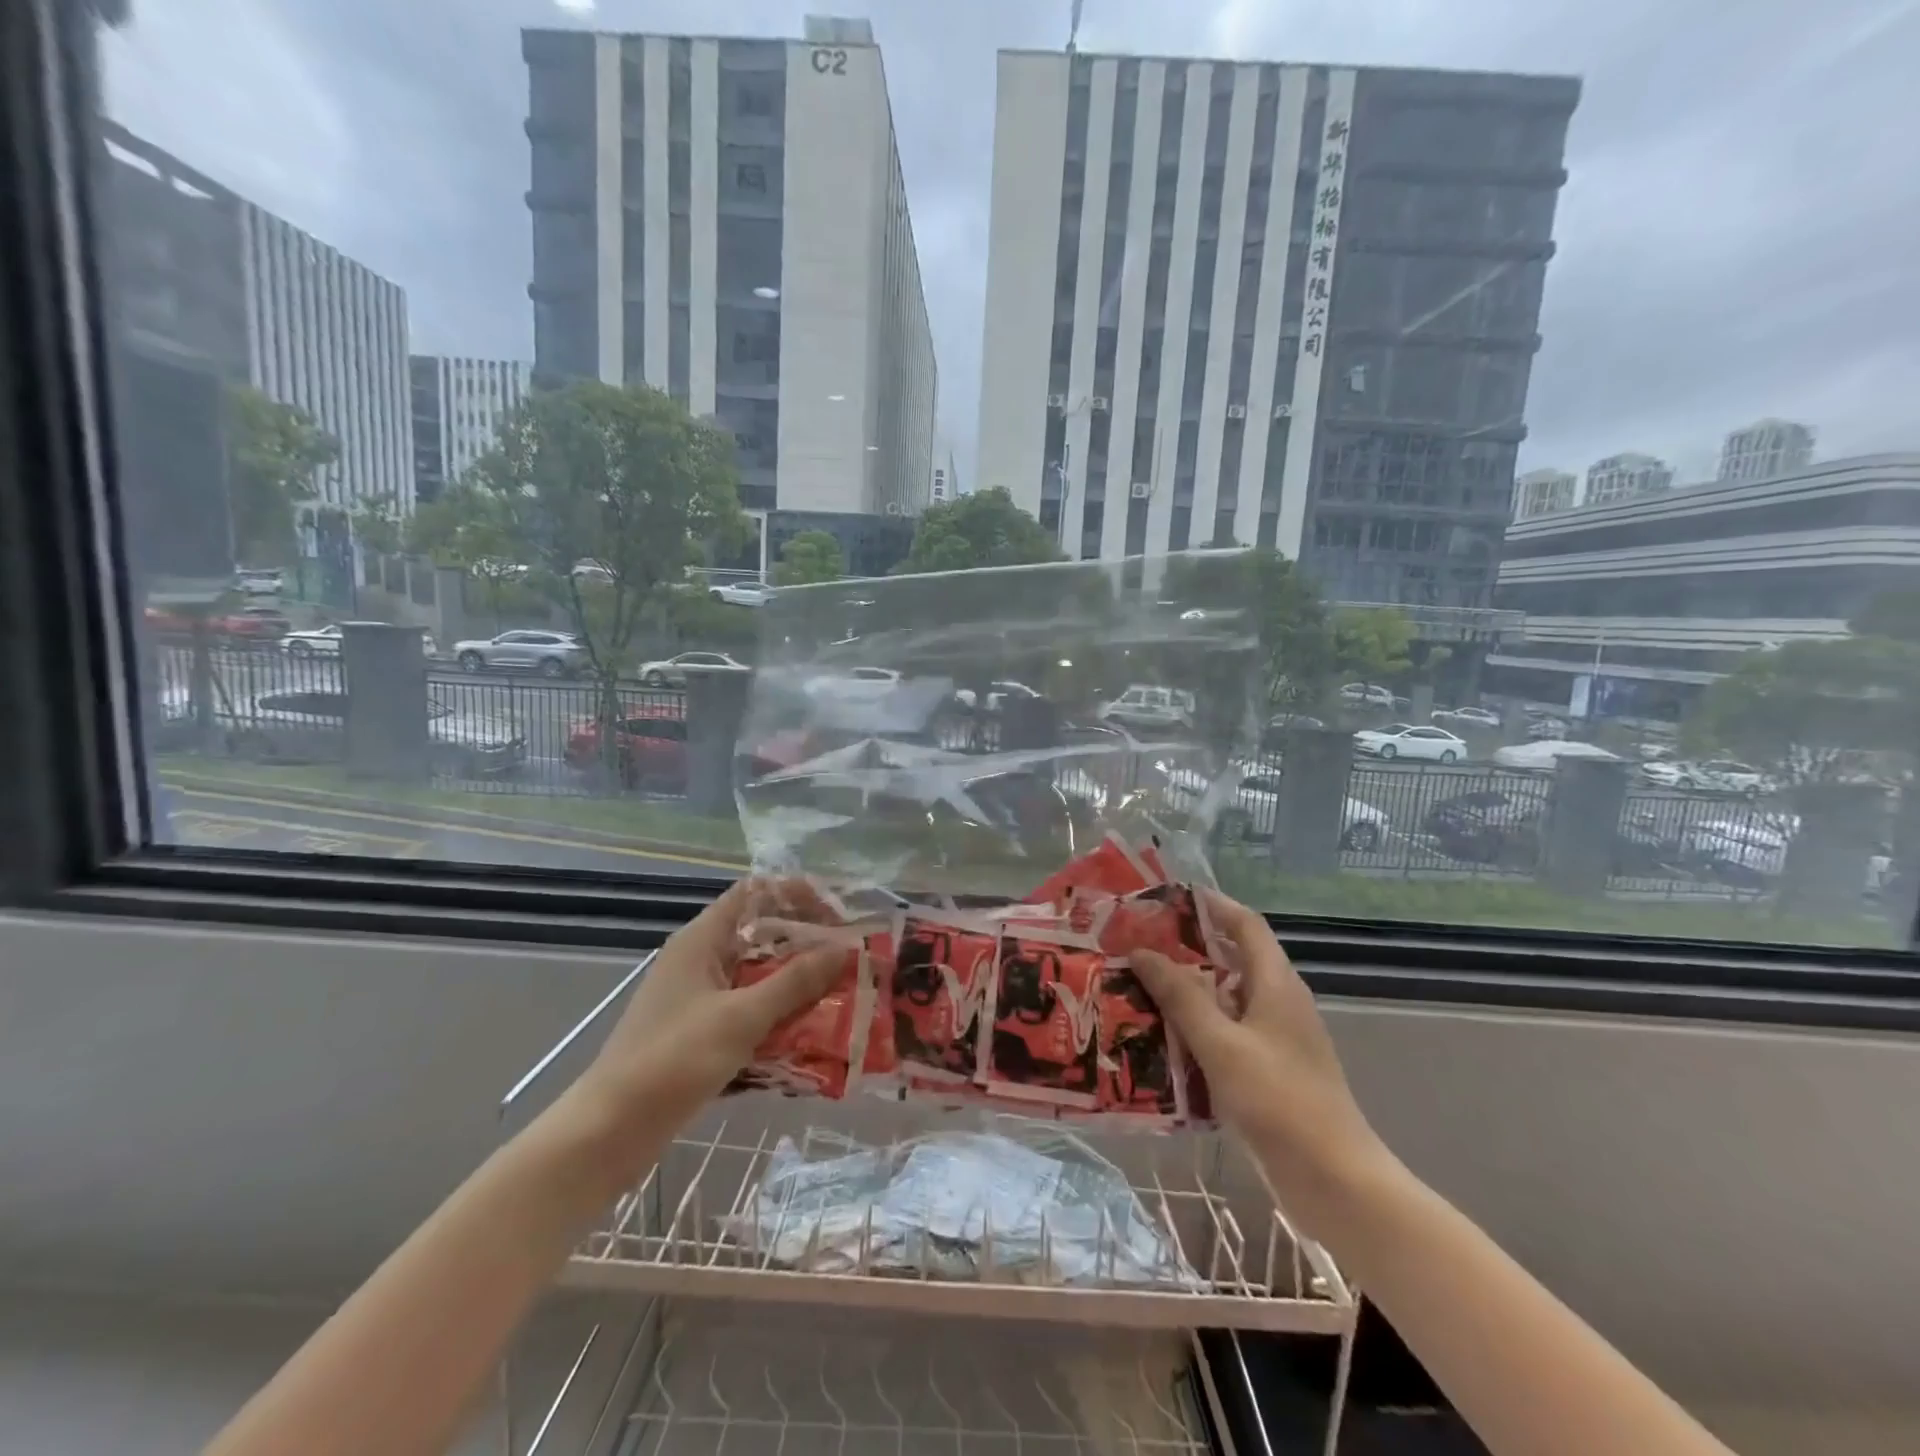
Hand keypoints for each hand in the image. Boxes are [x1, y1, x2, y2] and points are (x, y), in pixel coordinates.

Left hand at [561, 877, 845, 1176]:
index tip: (837, 915)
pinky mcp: (700, 1034)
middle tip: (850, 959)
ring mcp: (699, 999)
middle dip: (806, 945)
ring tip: (842, 995)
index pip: (754, 893)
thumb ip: (794, 982)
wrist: (608, 1133)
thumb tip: (843, 950)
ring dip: (797, 985)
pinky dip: (778, 1018)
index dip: (795, 895)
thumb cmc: (673, 1060)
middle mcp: (701, 961)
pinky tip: (811, 1036)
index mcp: (702, 940)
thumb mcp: (741, 1017)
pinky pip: (748, 1012)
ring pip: (758, 977)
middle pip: (761, 935)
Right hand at [1132, 889, 1398, 1236]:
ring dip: (1188, 991)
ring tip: (1140, 988)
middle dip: (1188, 948)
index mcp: (1277, 984)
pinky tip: (1164, 1041)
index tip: (1169, 896)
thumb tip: (1142, 952)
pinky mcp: (1271, 1072)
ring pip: (1228, 999)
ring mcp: (1278, 1040)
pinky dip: (1198, 1028)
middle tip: (1140, 944)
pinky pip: (1228, 1034)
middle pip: (1234, 959)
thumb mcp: (1221, 1044)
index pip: (1246, 924)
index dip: (1212, 904)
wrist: (1335, 1182)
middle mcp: (1280, 1003)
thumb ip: (1181, 996)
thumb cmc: (1279, 1102)